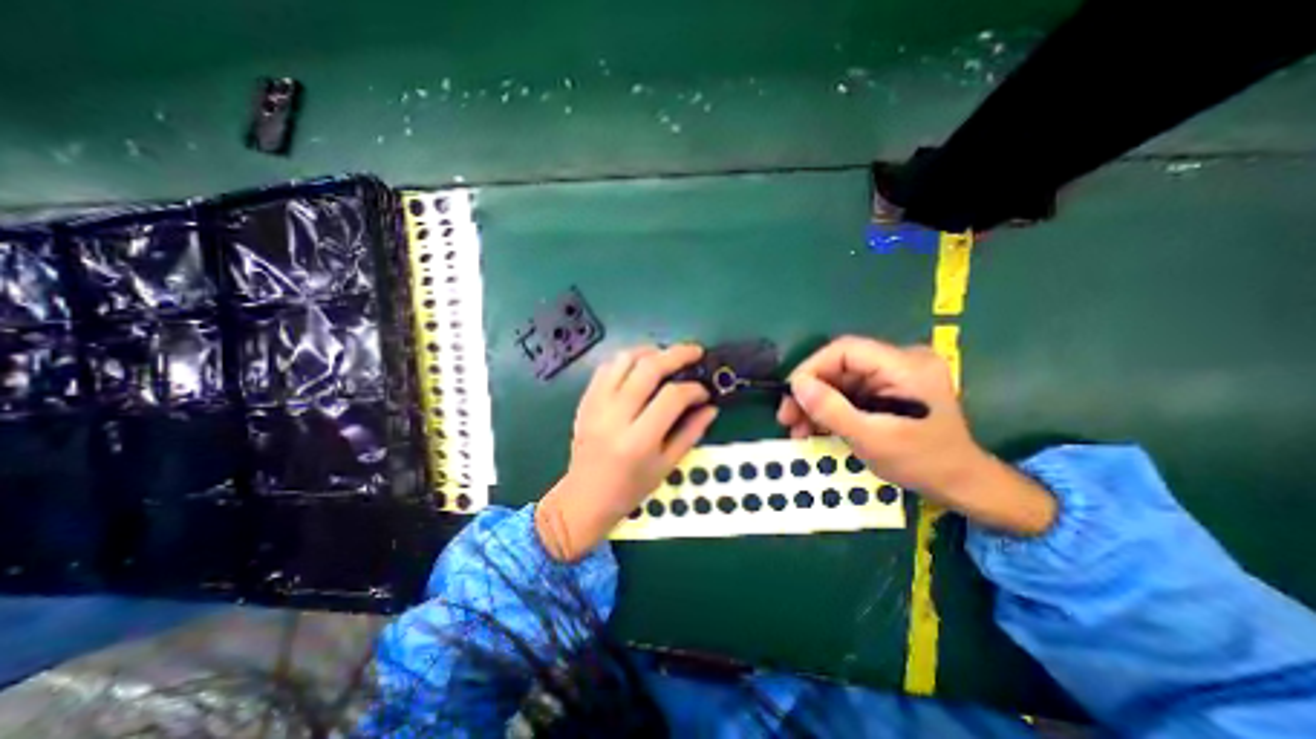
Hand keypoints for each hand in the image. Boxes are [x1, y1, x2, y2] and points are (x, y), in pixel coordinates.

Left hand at [537, 345, 717, 558]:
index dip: (693, 389)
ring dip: (650, 351)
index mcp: (639, 440)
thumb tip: (711, 407)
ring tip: (667, 356)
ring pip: (624, 360)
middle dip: (677, 354)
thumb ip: (690, 433)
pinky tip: (640, 366)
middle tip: (695, 352)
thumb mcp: (666, 466)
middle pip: (648, 368)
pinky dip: (627, 360)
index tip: (704, 392)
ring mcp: (596, 405)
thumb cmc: (630, 488)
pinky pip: (606, 367)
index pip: (671, 397)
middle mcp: (615, 416)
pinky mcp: (585, 400)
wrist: (584, 498)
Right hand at [775, 335, 1055, 537]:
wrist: (961, 484)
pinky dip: (830, 410)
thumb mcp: (872, 439)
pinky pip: (850, 393)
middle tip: (786, 418)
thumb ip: (832, 410)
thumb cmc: (923, 463)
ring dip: (815, 404)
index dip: (812, 368)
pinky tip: (813, 428)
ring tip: (796, 430)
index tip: (790, 395)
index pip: (846, 350)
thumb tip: (797, 385)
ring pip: (840, 381)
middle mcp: (900, 361)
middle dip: (810, 392)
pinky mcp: (888, 389)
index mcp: (905, 365)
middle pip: (840, 366)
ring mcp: (894, 375)